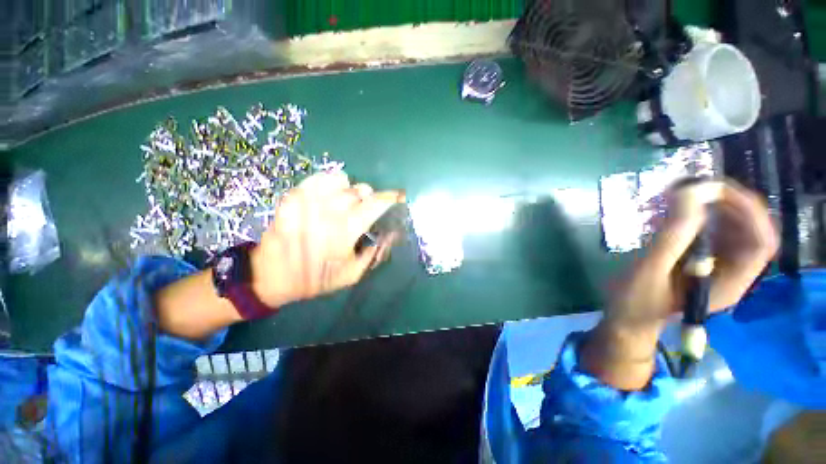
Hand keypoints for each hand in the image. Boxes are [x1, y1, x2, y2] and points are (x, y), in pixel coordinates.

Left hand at [250, 171, 403, 307]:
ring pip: (341, 181)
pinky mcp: (292, 196)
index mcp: (345, 231)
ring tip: (347, 201)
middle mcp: (329, 211)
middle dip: (369, 198)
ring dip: (350, 190)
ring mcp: (309, 201)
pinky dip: (329, 182)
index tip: (399, 196)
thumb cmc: (317, 278)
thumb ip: (375, 253)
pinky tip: (329, 194)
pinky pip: (317, 178)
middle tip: (366, 209)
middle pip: (360, 191)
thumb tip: (392, 234)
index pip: (375, 204)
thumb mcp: (353, 274)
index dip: (391, 197)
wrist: (271, 277)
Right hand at [607, 180, 778, 332]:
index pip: (760, 242)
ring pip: (732, 228)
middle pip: (750, 230)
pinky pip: (711, 231)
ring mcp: (716, 266)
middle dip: (729, 204)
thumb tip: (693, 191)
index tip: (715, 190)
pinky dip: (698, 215)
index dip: (748, 212)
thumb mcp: (651, 269)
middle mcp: (731, 272)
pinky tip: (675, 212)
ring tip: (681, 196)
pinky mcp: (700, 260)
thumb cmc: (636, 301)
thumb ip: (673, 234)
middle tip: (695, 188)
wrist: (627, 317)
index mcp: (728, 283)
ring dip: (713, 207)